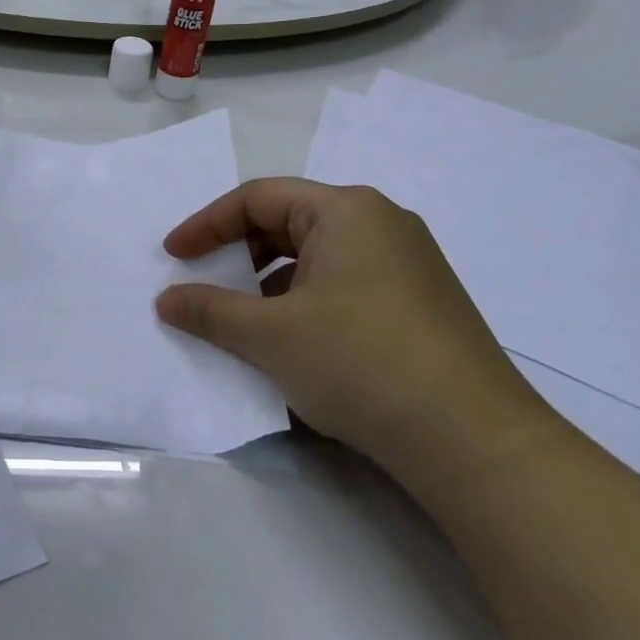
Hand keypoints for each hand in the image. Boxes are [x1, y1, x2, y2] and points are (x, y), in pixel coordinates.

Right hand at [157, 179, 551, 478]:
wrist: (474, 441)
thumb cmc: (360, 362)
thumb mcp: (270, 335)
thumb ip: (210, 310)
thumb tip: (166, 300)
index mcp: (346, 210)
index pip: (257, 198)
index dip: (206, 224)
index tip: (172, 256)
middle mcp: (380, 223)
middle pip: (288, 221)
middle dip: (238, 252)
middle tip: (203, 283)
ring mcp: (407, 263)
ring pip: (317, 256)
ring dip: (269, 281)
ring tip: (242, 318)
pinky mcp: (420, 303)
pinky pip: (344, 283)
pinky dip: (305, 300)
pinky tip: (292, 341)